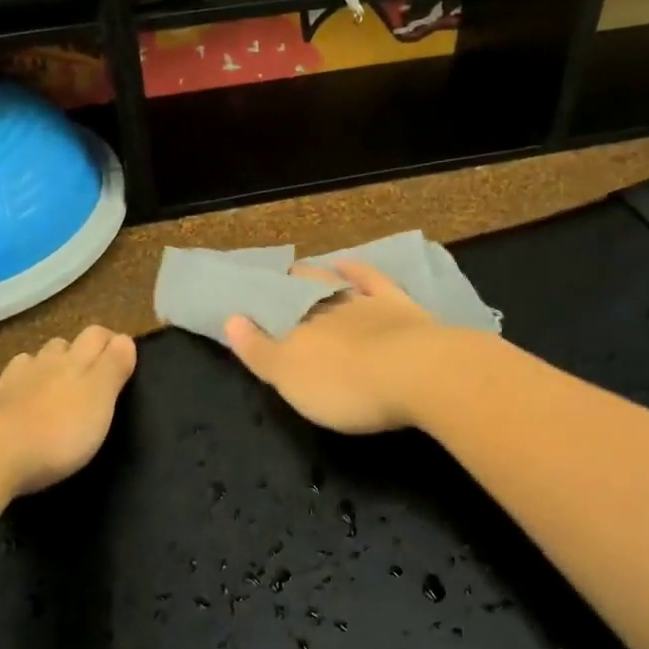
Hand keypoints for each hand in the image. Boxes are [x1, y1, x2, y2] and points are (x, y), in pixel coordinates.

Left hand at [0, 326, 137, 497]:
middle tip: (82, 374)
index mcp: (72, 363)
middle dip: (72, 353)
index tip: (119, 353)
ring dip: (34, 367)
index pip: (95, 336)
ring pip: (22, 363)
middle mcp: (39, 365)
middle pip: (58, 346)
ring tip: (41, 383)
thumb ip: (114, 367)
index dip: (108, 340)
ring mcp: (5, 384)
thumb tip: (123, 338)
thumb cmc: (58, 432)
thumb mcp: (100, 400)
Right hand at [223, 261, 450, 434]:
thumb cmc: (346, 385)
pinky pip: (371, 279)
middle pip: (302, 293)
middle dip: (288, 291)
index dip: (260, 309)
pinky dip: (356, 269)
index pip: (273, 311)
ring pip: (333, 283)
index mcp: (298, 328)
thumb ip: (259, 350)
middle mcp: (326, 307)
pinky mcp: (398, 304)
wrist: (417, 374)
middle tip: (278, 289)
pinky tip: (346, 263)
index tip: (248, 306)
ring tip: (304, 273)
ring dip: (317, 278)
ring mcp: (364, 301)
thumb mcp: (291, 378)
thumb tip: (230, 319)